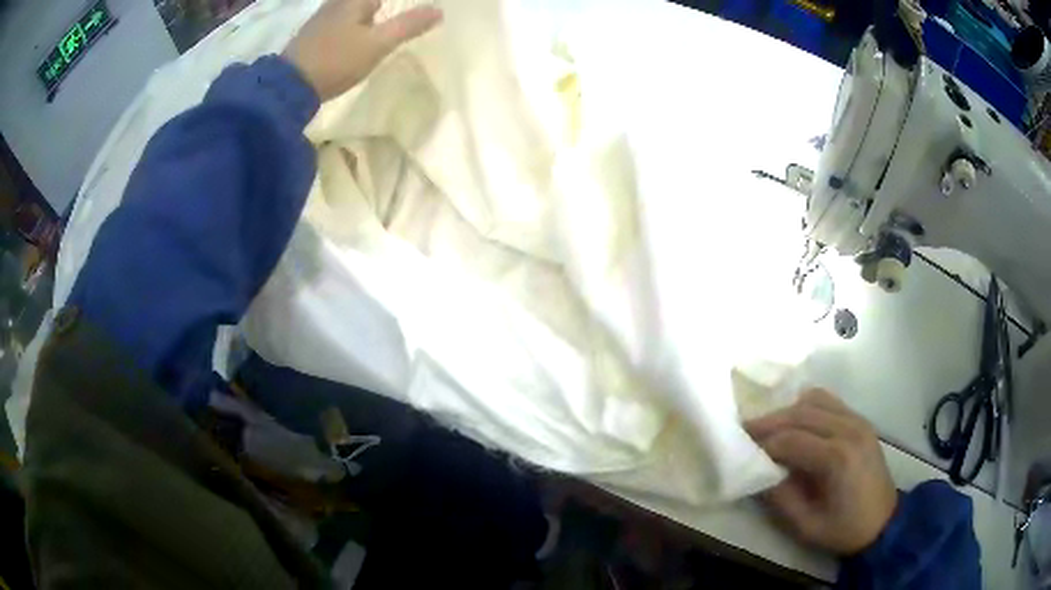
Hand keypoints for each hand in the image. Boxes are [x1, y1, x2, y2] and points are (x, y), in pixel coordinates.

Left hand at [284, 0, 442, 101]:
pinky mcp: (314, 36)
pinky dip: (357, 24)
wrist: (288, 87)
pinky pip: (344, 21)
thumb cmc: (335, 60)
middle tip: (406, 19)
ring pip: (355, 10)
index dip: (400, 5)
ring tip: (387, 27)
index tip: (417, 11)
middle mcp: (337, 2)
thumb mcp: (377, 44)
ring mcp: (323, 18)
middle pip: (366, 2)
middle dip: (384, 8)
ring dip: (371, 15)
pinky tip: (362, 38)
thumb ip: (408, 26)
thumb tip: (438, 10)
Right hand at [745, 389, 897, 554]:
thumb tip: (759, 472)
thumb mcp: (807, 525)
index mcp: (837, 458)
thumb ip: (781, 498)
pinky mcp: (861, 421)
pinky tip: (796, 421)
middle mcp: (849, 430)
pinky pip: (830, 401)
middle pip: (801, 413)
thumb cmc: (844, 529)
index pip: (791, 439)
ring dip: (788, 411)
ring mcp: (858, 421)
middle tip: (746, 430)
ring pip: (815, 400)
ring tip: (770, 427)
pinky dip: (808, 405)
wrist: (884, 522)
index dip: (764, 444)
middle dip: (770, 421)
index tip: (743, 450)